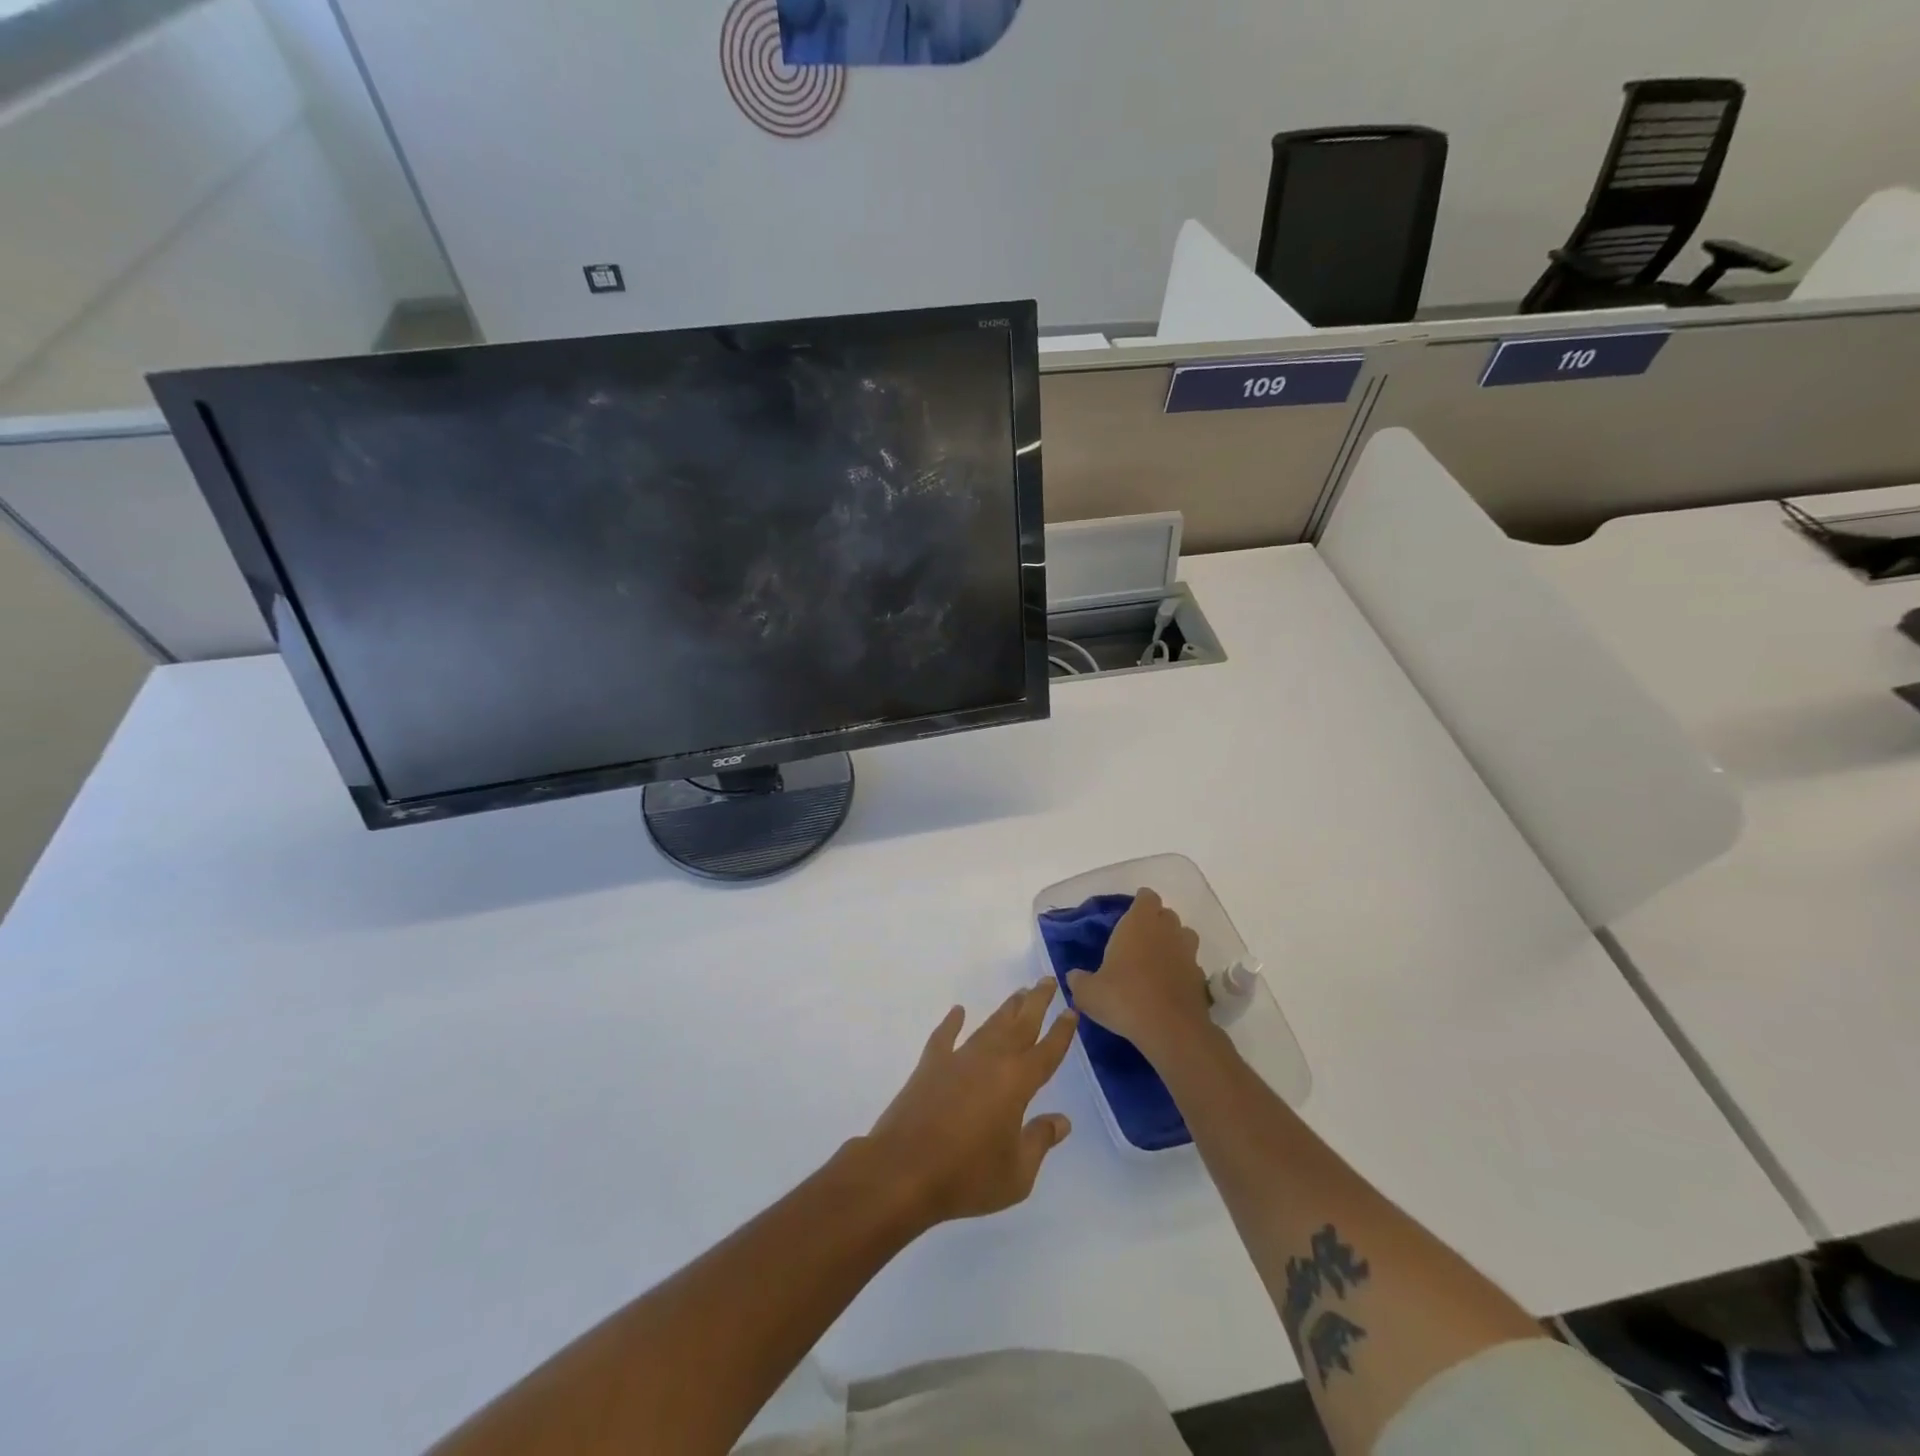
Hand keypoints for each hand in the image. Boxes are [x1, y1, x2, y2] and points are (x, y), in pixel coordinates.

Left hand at [864, 982, 1077, 1226]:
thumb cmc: (967, 1176)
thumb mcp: (1017, 1173)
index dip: (1061, 1031)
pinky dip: (952, 1022)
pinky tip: (958, 1011)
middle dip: (1036, 1002)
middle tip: (1047, 980)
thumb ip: (1040, 1141)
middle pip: (1020, 1025)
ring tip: (1019, 993)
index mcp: (1017, 1083)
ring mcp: (958, 1058)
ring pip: (988, 1026)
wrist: (904, 1170)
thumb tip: (1062, 1120)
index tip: (1071, 1010)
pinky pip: (945, 1036)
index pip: (1047, 1051)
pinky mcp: (930, 1065)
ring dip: (1006, 1010)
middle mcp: (991, 1060)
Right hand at [1065, 888, 1214, 1063]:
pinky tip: (1168, 986)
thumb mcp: (1089, 993)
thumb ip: (1079, 981)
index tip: (1129, 915)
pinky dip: (1181, 969)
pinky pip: (1190, 964)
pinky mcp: (1200, 978)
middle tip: (1138, 940)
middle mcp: (1167, 931)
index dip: (1140, 903)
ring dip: (1172, 943)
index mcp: (1139, 923)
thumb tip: (1074, 977)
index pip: (1146, 897)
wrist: (1171, 1030)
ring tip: (1156, 960)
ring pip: (1183, 936)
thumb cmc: (1124, 998)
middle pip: (1166, 915)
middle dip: (1155, 922)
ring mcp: (1188, 953)